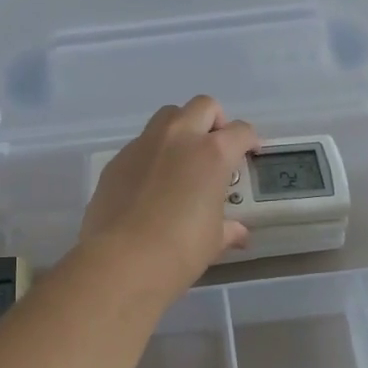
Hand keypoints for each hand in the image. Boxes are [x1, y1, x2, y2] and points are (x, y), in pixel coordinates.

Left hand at [80, 96, 260, 297]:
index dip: (249, 140)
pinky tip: (150, 183)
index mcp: (212, 154)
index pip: (240, 131)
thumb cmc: (179, 250)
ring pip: (168, 116)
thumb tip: (239, 233)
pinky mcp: (118, 159)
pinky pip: (141, 144)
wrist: (121, 260)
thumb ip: (228, 229)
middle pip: (203, 106)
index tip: (250, 153)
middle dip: (214, 121)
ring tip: (182, 159)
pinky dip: (152, 153)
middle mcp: (179, 138)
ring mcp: (144, 144)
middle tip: (215, 147)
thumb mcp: (213, 241)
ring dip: (181, 128)